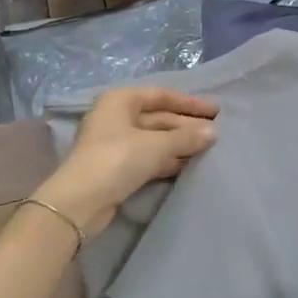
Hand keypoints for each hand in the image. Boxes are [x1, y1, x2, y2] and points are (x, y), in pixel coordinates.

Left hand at [37, 87, 218, 236]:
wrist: (80, 202)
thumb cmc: (117, 159)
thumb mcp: (157, 145)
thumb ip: (187, 137)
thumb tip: (213, 132)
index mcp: (121, 100)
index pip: (162, 95)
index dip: (190, 103)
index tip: (216, 111)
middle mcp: (116, 116)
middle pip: (159, 117)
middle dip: (186, 126)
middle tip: (216, 133)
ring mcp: (115, 143)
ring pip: (154, 138)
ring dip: (179, 144)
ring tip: (208, 149)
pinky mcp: (116, 166)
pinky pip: (148, 156)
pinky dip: (167, 159)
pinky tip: (188, 164)